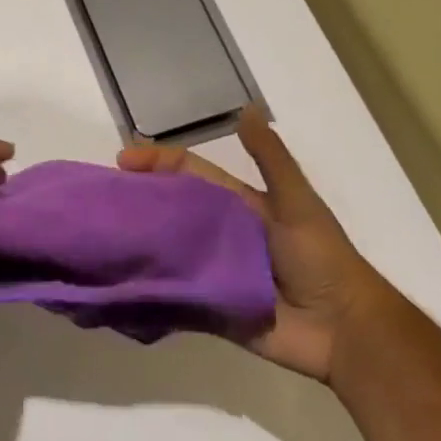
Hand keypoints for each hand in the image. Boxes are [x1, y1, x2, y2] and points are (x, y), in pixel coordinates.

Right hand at [117, 105, 389, 381]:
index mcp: (237, 205)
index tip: (121, 161)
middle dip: (137, 201)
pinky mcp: (209, 308)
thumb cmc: (321, 258)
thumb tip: (246, 109)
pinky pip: (172, 296)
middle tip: (97, 199)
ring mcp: (212, 272)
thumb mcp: (297, 202)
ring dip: (137, 243)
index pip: (189, 174)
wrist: (344, 331)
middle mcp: (219, 235)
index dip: (158, 163)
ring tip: (97, 239)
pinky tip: (114, 281)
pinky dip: (147, 288)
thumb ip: (271, 160)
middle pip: (171, 211)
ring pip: (166, 251)